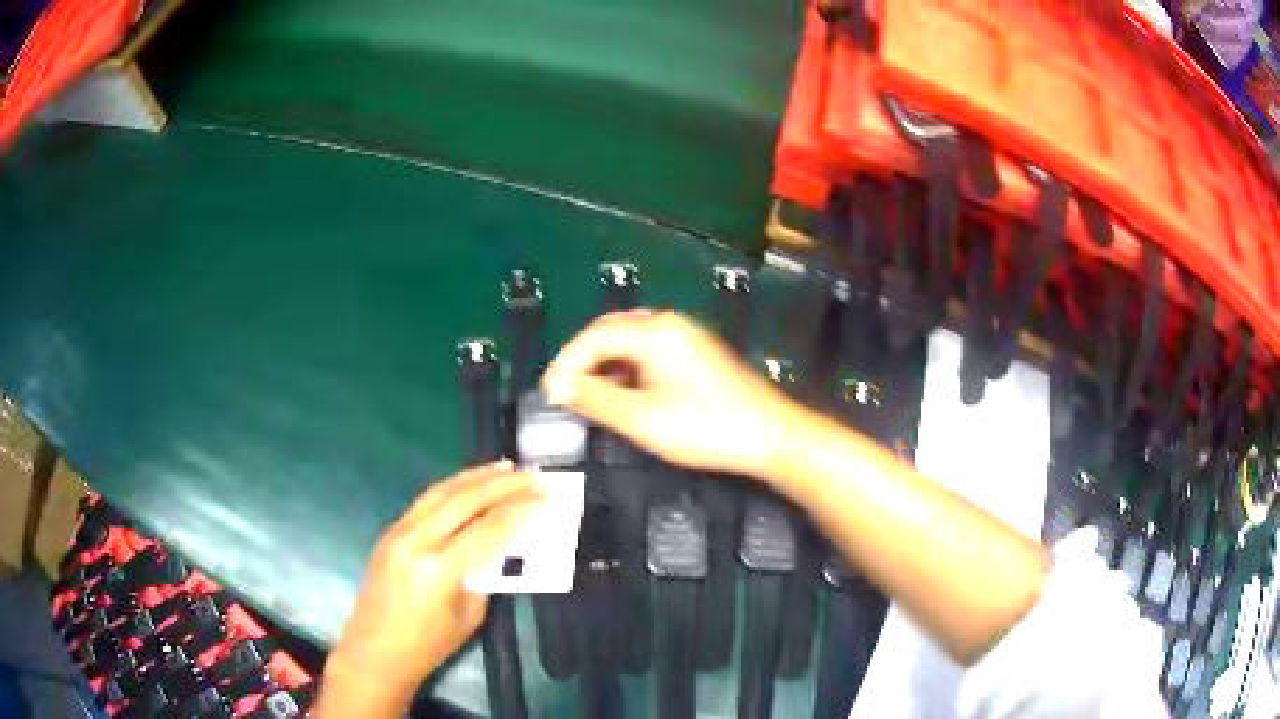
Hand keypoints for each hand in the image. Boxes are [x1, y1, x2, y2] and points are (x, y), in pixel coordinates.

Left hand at [316, 461, 539, 717]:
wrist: (375, 651)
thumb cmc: (428, 646)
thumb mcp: (470, 615)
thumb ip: (486, 574)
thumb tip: (505, 545)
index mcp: (439, 569)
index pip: (488, 529)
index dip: (522, 511)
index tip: (548, 497)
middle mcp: (416, 540)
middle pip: (465, 499)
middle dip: (504, 484)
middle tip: (534, 475)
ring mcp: (398, 531)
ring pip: (441, 491)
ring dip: (476, 476)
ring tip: (506, 466)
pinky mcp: (390, 531)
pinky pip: (426, 500)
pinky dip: (453, 487)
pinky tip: (470, 484)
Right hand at [542, 310, 800, 477]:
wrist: (770, 436)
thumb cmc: (706, 428)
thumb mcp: (643, 419)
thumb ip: (596, 399)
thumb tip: (558, 387)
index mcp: (655, 331)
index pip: (594, 336)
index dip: (566, 363)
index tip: (549, 395)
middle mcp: (669, 324)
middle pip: (611, 332)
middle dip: (582, 362)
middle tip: (564, 395)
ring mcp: (685, 337)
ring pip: (629, 343)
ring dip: (604, 367)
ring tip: (588, 399)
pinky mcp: (695, 354)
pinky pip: (648, 353)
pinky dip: (627, 371)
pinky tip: (623, 396)